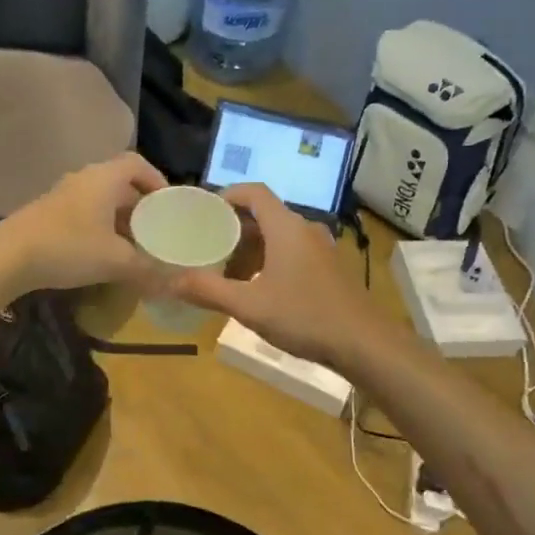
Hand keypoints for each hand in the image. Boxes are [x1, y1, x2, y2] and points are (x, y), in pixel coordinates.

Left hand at [0, 153, 168, 293]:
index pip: (137, 164)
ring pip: (100, 200)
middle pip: (119, 183)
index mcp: (104, 179)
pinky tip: (102, 253)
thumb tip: (173, 282)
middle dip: (140, 206)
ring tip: (133, 246)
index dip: (156, 179)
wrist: (8, 257)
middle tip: (155, 230)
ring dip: (118, 219)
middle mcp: (83, 179)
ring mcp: (62, 195)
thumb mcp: (116, 261)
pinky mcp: (47, 213)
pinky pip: (83, 212)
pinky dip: (99, 226)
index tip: (168, 203)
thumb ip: (147, 269)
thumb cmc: (69, 247)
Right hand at [171, 184, 381, 365]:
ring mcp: (321, 249)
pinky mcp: (329, 268)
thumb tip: (170, 281)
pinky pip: (293, 251)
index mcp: (286, 227)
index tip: (204, 210)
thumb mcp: (250, 306)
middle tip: (207, 245)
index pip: (254, 192)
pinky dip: (270, 259)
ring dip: (252, 247)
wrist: (364, 343)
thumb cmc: (305, 316)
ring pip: (279, 235)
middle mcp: (305, 229)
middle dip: (234, 227)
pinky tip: (259, 288)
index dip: (227, 195)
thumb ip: (209, 291)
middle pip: (265, 214)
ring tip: (228, 270)